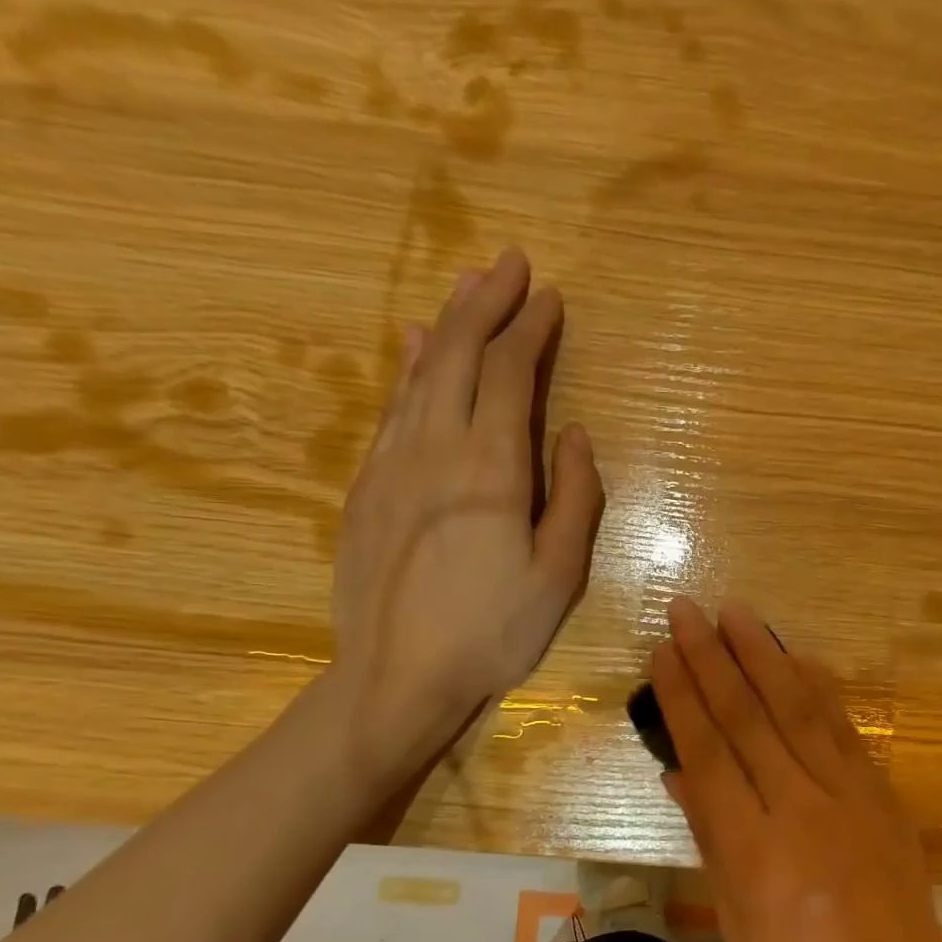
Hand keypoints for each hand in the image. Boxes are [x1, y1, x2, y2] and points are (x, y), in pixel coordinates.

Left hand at [328, 248, 603, 784]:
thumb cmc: (493, 631)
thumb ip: (575, 498)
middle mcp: (435, 448)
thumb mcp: (559, 575)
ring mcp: (391, 463)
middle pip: (458, 353)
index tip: (549, 297)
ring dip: (448, 324)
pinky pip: (392, 407)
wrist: (397, 677)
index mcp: (490, 468)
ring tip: (468, 288)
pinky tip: (415, 346)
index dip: (531, 329)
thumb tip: (574, 436)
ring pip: (420, 372)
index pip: (510, 374)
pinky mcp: (366, 485)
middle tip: (509, 264)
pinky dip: (410, 367)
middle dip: (486, 303)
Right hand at [650, 597, 941, 941]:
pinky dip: (819, 688)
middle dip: (712, 658)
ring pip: (798, 710)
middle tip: (687, 611)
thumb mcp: (736, 918)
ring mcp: (849, 797)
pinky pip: (844, 730)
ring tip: (737, 614)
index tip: (662, 652)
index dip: (682, 697)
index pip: (708, 752)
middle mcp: (800, 808)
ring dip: (764, 656)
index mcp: (753, 848)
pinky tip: (800, 657)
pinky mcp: (882, 796)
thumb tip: (678, 771)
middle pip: (748, 718)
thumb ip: (708, 835)